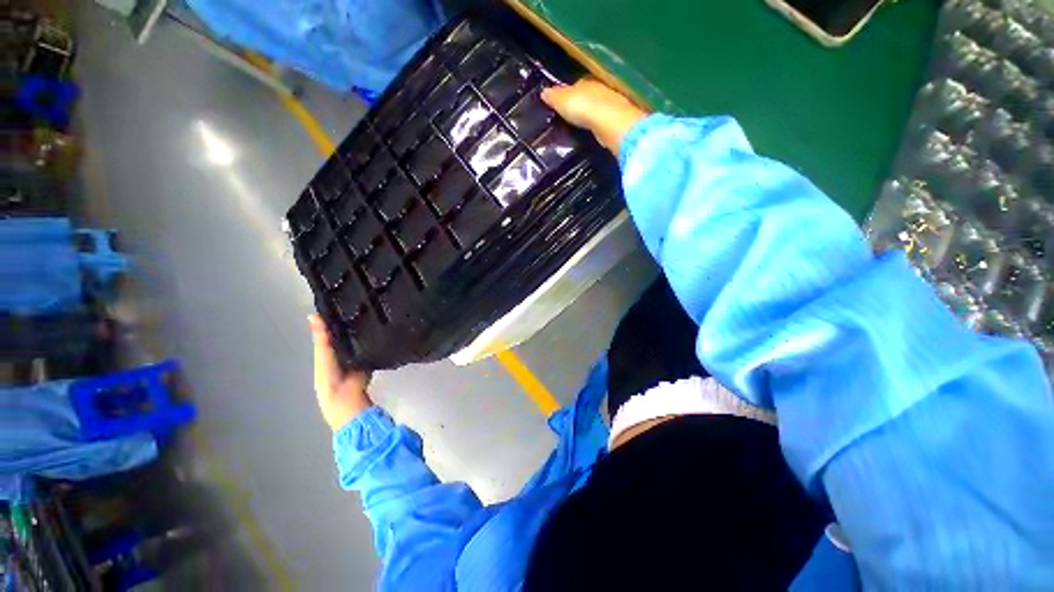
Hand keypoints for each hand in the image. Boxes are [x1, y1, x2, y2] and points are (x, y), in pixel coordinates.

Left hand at [308, 314, 372, 430]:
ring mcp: (357, 356)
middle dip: (352, 322)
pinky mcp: (370, 360)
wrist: (347, 399)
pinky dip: (375, 340)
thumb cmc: (329, 378)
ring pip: (360, 339)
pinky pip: (372, 347)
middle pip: (347, 334)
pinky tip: (381, 327)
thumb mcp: (323, 356)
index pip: (331, 332)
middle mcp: (342, 352)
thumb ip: (321, 337)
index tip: (342, 301)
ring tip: (373, 311)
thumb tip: (312, 314)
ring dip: (364, 330)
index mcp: (327, 352)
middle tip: (362, 304)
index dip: (334, 318)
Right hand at [541, 79, 647, 157]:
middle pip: (587, 96)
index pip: (575, 85)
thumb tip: (544, 92)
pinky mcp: (615, 121)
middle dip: (580, 104)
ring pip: (596, 108)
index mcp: (586, 80)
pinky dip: (597, 125)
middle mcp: (600, 89)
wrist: (609, 123)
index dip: (567, 93)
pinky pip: (602, 121)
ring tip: (579, 126)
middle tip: (569, 116)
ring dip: (589, 115)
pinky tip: (591, 132)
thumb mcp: (562, 101)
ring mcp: (610, 105)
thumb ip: (553, 97)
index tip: (560, 104)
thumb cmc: (584, 108)